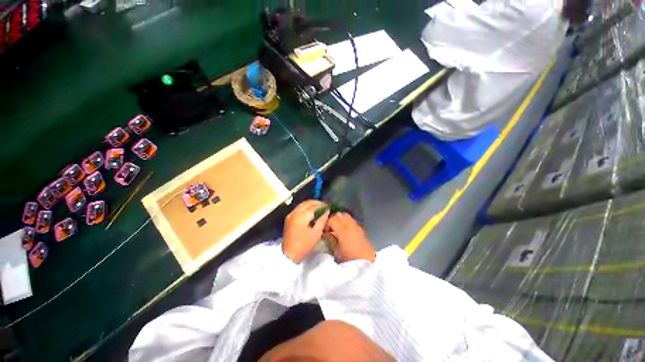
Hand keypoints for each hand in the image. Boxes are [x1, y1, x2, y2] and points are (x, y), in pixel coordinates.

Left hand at [282, 200, 329, 263]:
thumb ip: (322, 219)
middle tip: (325, 206)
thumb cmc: (304, 245)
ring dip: (311, 204)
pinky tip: (312, 212)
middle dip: (317, 203)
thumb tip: (327, 210)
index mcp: (301, 216)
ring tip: (319, 209)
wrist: (289, 255)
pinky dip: (306, 207)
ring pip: (302, 204)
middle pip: (307, 202)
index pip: (314, 206)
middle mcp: (295, 212)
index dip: (323, 205)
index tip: (329, 207)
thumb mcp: (316, 233)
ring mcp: (290, 215)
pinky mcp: (289, 218)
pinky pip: (299, 208)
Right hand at [325, 213, 374, 262]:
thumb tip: (325, 233)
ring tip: (337, 229)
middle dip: (334, 219)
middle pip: (340, 215)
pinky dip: (347, 222)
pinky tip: (345, 231)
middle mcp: (350, 225)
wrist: (366, 263)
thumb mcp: (336, 251)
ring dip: (341, 219)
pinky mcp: (361, 229)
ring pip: (347, 216)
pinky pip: (352, 221)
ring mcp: (357, 226)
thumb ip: (330, 239)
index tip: (324, 230)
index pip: (332, 219)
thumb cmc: (349, 259)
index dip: (327, 223)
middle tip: (330, 228)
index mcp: (343, 230)